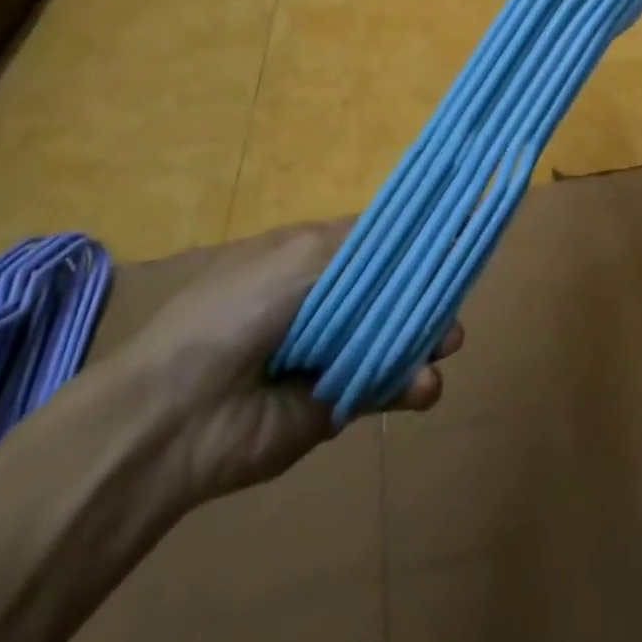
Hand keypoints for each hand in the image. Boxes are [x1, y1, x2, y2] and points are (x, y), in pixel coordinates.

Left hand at [108, 223, 462, 509]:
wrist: (179, 413)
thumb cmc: (239, 312)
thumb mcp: (300, 256)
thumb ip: (365, 246)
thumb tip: (418, 228)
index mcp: (310, 256)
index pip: (378, 239)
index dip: (417, 236)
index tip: (462, 231)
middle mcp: (325, 300)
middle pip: (395, 288)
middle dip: (430, 292)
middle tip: (458, 301)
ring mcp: (332, 352)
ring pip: (397, 337)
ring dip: (428, 339)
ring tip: (449, 345)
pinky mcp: (337, 403)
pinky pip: (385, 387)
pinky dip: (412, 386)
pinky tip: (426, 386)